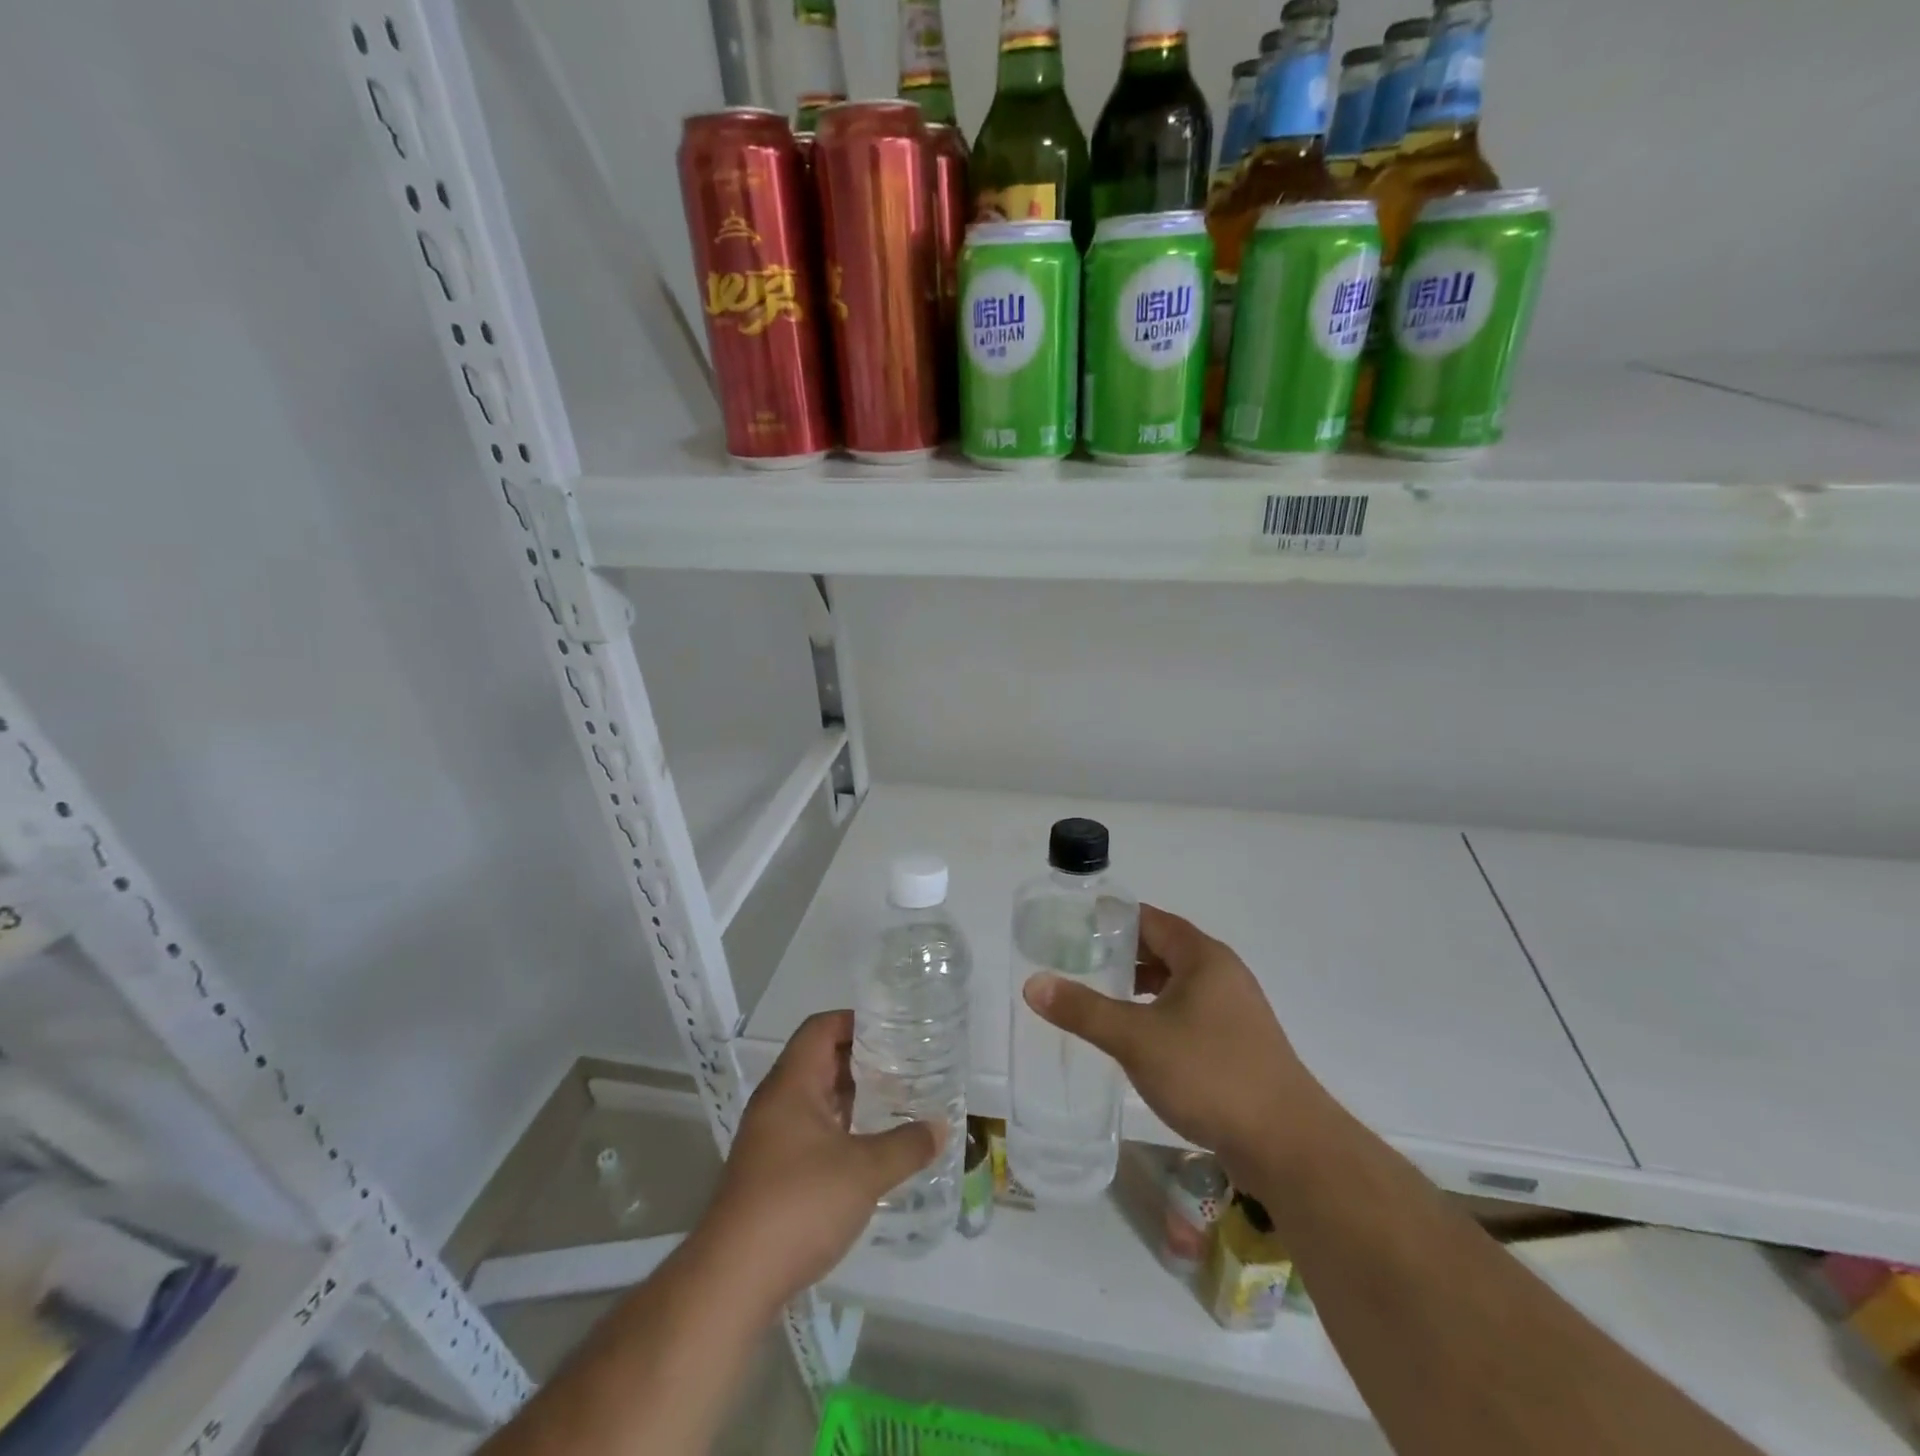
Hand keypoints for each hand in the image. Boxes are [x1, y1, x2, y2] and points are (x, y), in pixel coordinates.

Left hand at [701, 1010, 942, 1309]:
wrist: (733, 1279)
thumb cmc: (798, 1204)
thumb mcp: (864, 1172)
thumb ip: (906, 1145)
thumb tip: (940, 1127)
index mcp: (792, 1084)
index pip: (821, 1027)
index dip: (856, 1020)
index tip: (894, 1027)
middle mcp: (776, 1101)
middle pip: (819, 1059)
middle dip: (862, 1058)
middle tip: (906, 1063)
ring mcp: (770, 1137)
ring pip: (816, 1097)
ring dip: (852, 1096)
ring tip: (896, 1099)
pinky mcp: (770, 1170)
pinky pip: (810, 1129)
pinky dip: (840, 1127)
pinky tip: (869, 1146)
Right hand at [1024, 904, 1326, 1186]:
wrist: (1287, 1144)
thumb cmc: (1210, 1074)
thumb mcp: (1136, 1038)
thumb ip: (1084, 1010)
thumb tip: (1033, 983)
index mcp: (1203, 957)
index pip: (1150, 920)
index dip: (1110, 919)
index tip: (1072, 926)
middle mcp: (1222, 974)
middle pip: (1163, 949)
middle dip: (1120, 953)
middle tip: (1075, 962)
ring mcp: (1234, 1010)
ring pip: (1176, 984)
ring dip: (1139, 986)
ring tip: (1098, 997)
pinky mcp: (1237, 1043)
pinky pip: (1188, 1013)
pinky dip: (1158, 1013)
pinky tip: (1136, 1037)